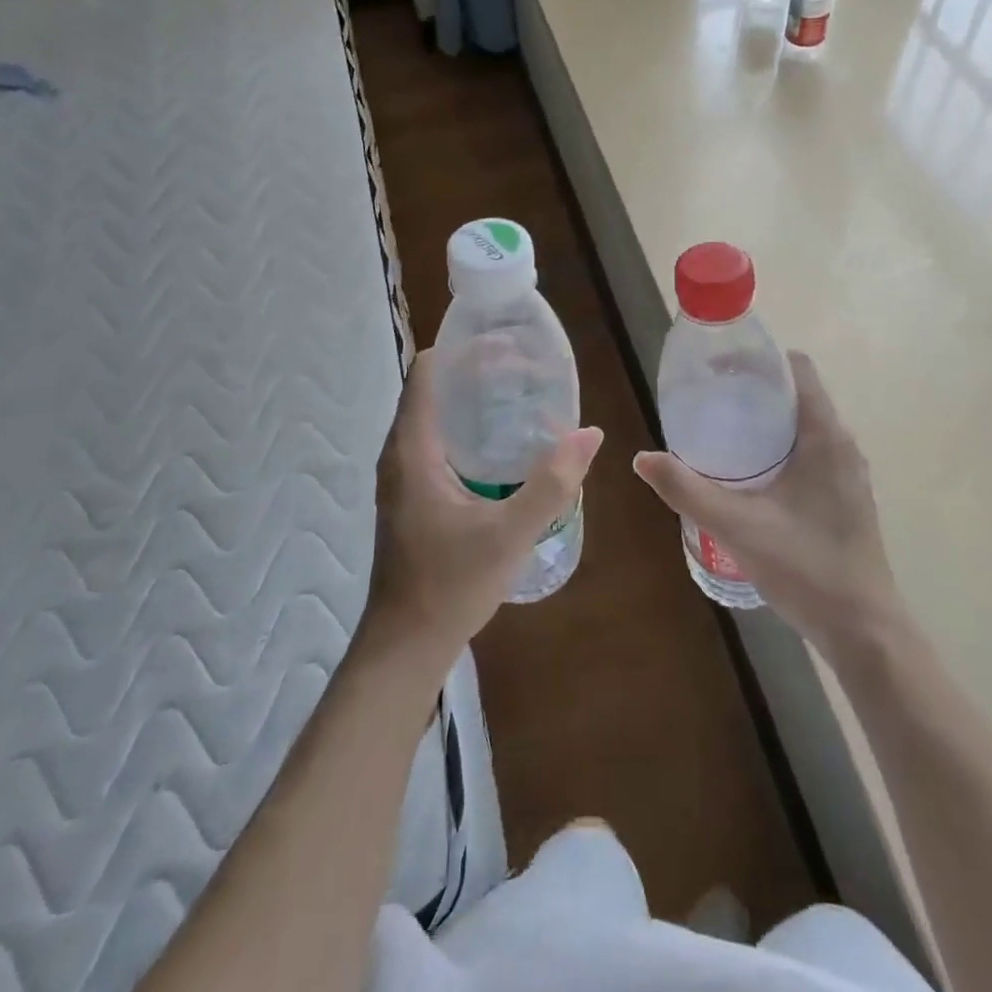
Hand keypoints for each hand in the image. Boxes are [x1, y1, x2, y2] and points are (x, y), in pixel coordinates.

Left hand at [362, 348, 602, 668]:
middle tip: (529, 371)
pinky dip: (470, 428)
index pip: (429, 371)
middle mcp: (401, 453)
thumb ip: (553, 483)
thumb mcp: (510, 534)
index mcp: (413, 449)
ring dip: (475, 401)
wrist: (406, 646)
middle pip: (435, 388)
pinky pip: (439, 441)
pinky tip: (506, 446)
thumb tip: (590, 434)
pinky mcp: (413, 494)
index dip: (465, 349)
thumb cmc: (450, 585)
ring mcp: (404, 475)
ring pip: (437, 416)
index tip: (508, 345)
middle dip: (479, 372)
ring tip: (524, 398)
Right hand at [633, 352, 898, 656]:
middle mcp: (843, 445)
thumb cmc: (805, 567)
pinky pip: (812, 452)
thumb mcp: (737, 526)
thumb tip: (642, 458)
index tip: (721, 369)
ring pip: (805, 427)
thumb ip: (687, 490)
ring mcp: (848, 472)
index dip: (761, 361)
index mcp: (825, 436)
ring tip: (722, 433)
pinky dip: (782, 449)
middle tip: (710, 401)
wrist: (863, 630)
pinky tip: (750, 476)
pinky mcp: (846, 496)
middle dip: (755, 392)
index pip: (799, 369)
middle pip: (798, 395)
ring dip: (768, 423)